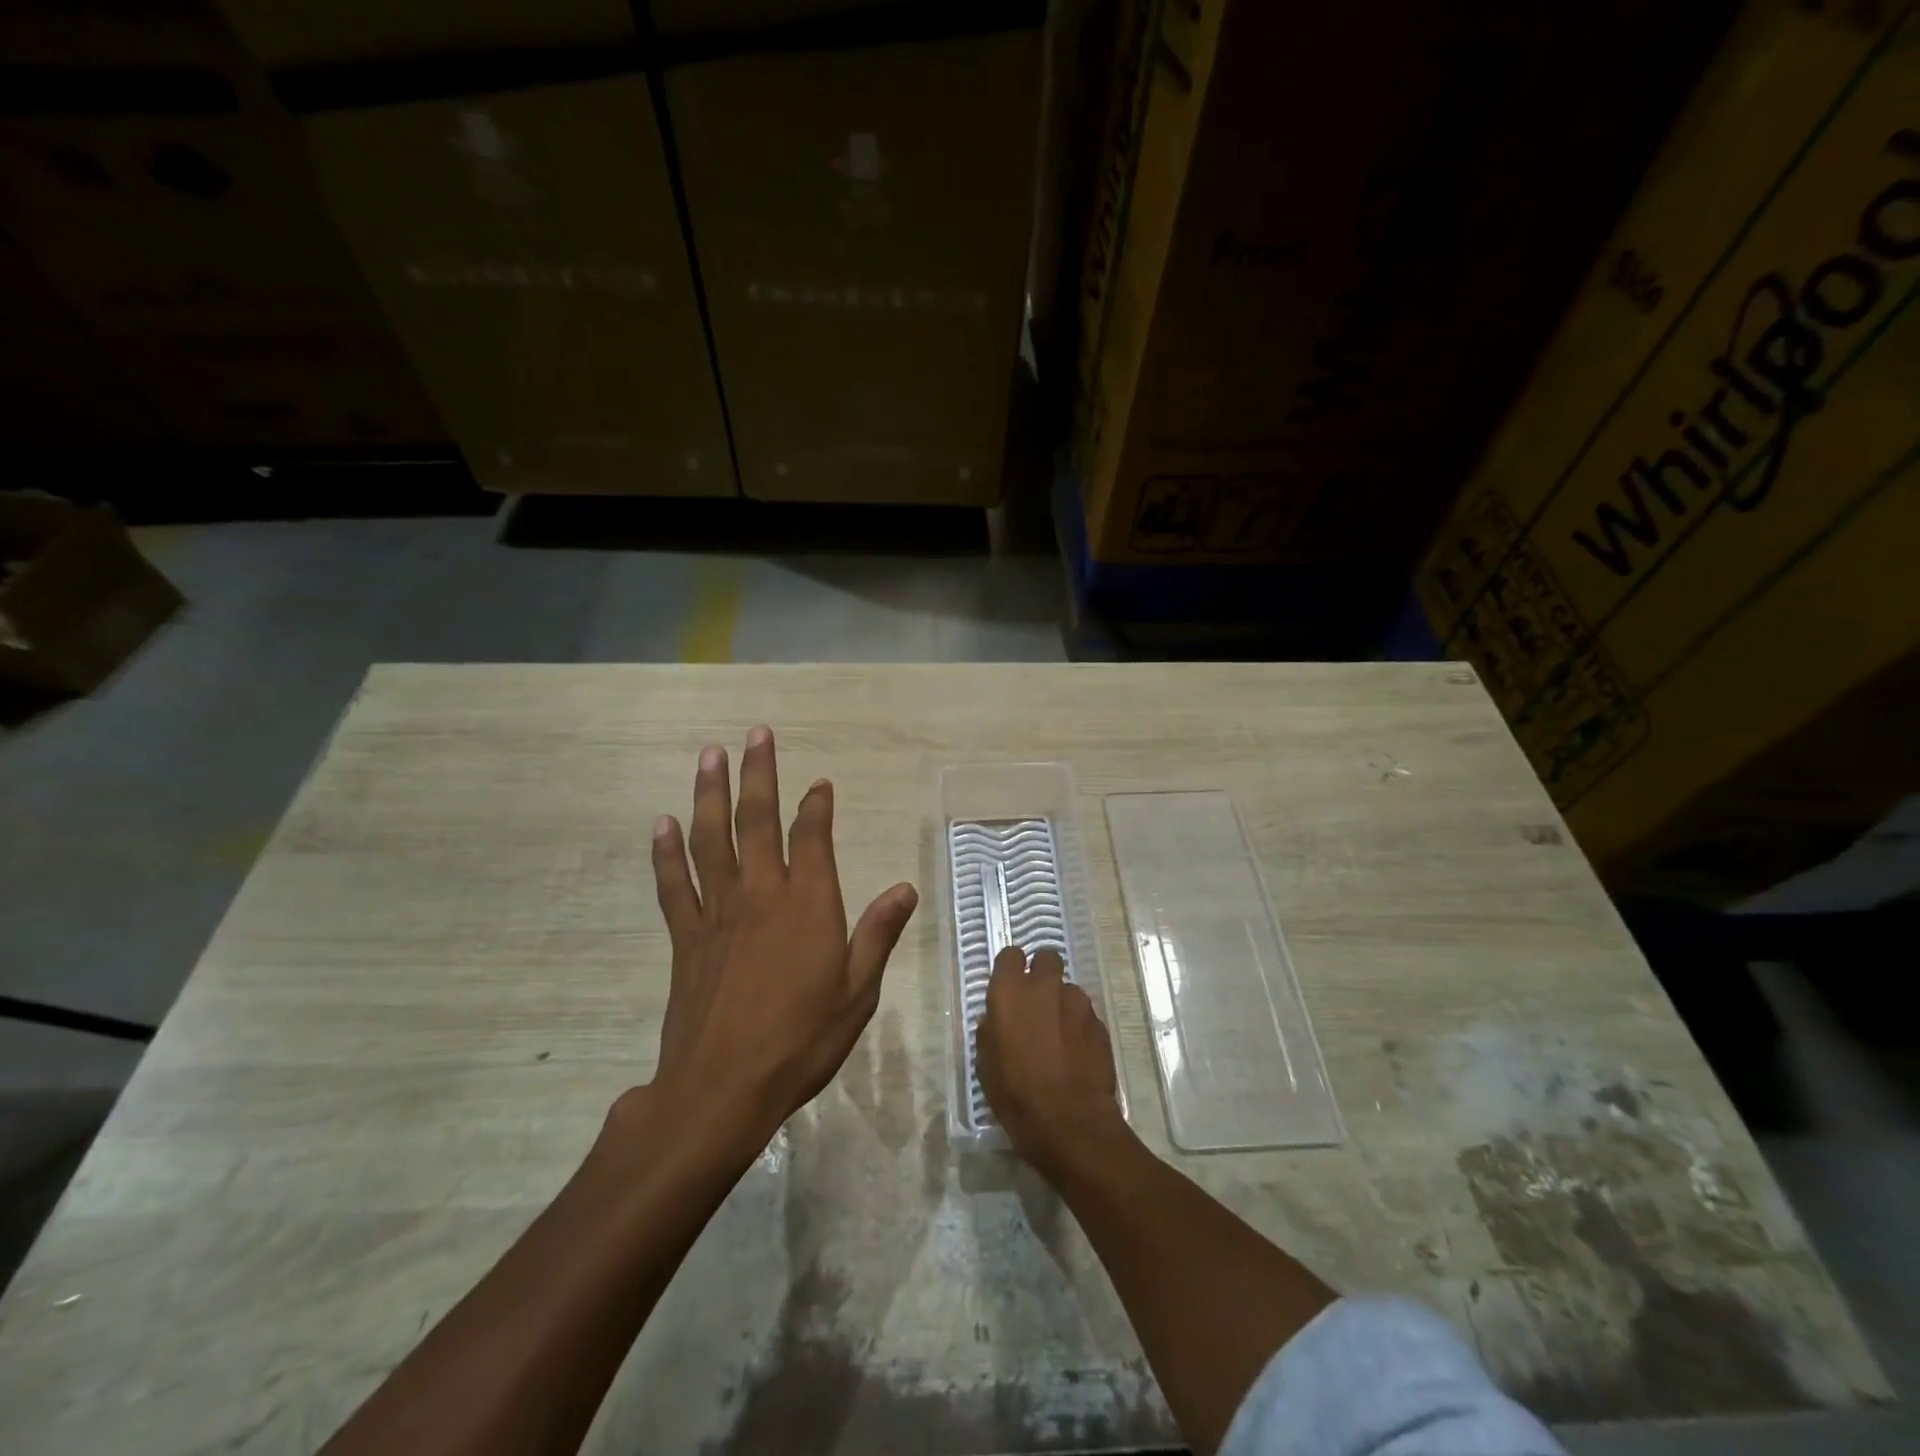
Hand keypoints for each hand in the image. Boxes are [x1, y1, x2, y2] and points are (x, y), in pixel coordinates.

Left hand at [642, 726, 918, 1146]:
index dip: (816, 805)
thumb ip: (878, 934)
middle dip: (760, 774)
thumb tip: (905, 888)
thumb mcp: (858, 992)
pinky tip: (662, 823)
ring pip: (711, 838)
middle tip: (756, 734)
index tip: (819, 783)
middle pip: (758, 820)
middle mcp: (761, 894)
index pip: (813, 837)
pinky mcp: (686, 936)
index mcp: (808, 903)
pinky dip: (666, 852)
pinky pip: (674, 883)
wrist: (721, 1088)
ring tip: (709, 755)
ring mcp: (718, 912)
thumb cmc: (801, 1041)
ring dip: (710, 793)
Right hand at [976, 945, 1126, 1177]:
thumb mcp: (986, 1065)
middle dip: (1042, 973)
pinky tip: (1077, 1053)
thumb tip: (995, 1019)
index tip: (1010, 985)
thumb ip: (990, 1031)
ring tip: (1060, 1036)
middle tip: (1037, 1002)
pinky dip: (1080, 1026)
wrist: (1069, 1122)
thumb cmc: (1016, 1094)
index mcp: (1009, 992)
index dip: (1011, 968)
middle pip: (1046, 958)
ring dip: (1063, 1003)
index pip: (1010, 955)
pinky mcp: (1099, 1022)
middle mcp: (1044, 987)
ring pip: (1068, 989)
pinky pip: (1086, 1014)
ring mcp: (1076, 1002)